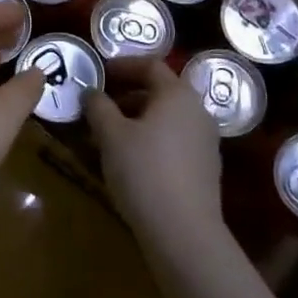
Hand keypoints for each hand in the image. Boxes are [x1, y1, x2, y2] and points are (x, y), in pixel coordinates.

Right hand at [84, 57, 224, 247]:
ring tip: (108, 136)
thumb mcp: (110, 134)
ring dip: (136, 120)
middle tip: (99, 107)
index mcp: (177, 94)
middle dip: (126, 95)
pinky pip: (173, 141)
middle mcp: (198, 110)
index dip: (122, 66)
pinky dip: (150, 140)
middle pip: (160, 92)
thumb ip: (98, 106)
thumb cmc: (143, 171)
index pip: (150, 65)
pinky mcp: (204, 168)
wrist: (183, 232)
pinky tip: (129, 160)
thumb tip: (91, 92)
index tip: (99, 74)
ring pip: (166, 118)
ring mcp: (205, 141)